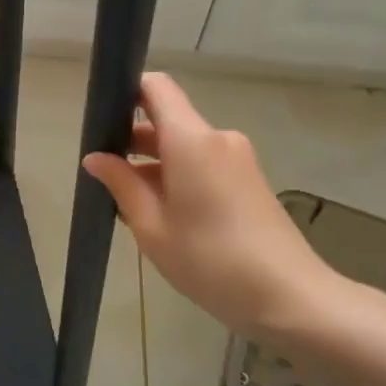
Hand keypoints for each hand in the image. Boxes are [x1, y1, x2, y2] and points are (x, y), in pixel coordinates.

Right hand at [83, 73, 341, 342]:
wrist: (290, 299)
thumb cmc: (211, 261)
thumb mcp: (152, 227)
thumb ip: (121, 185)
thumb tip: (95, 158)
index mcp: (192, 140)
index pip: (156, 87)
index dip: (127, 93)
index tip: (102, 122)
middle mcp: (217, 139)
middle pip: (168, 120)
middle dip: (133, 141)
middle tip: (103, 176)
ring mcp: (238, 160)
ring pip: (184, 147)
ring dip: (155, 165)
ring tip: (129, 205)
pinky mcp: (249, 181)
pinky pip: (203, 164)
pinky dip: (178, 178)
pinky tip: (164, 217)